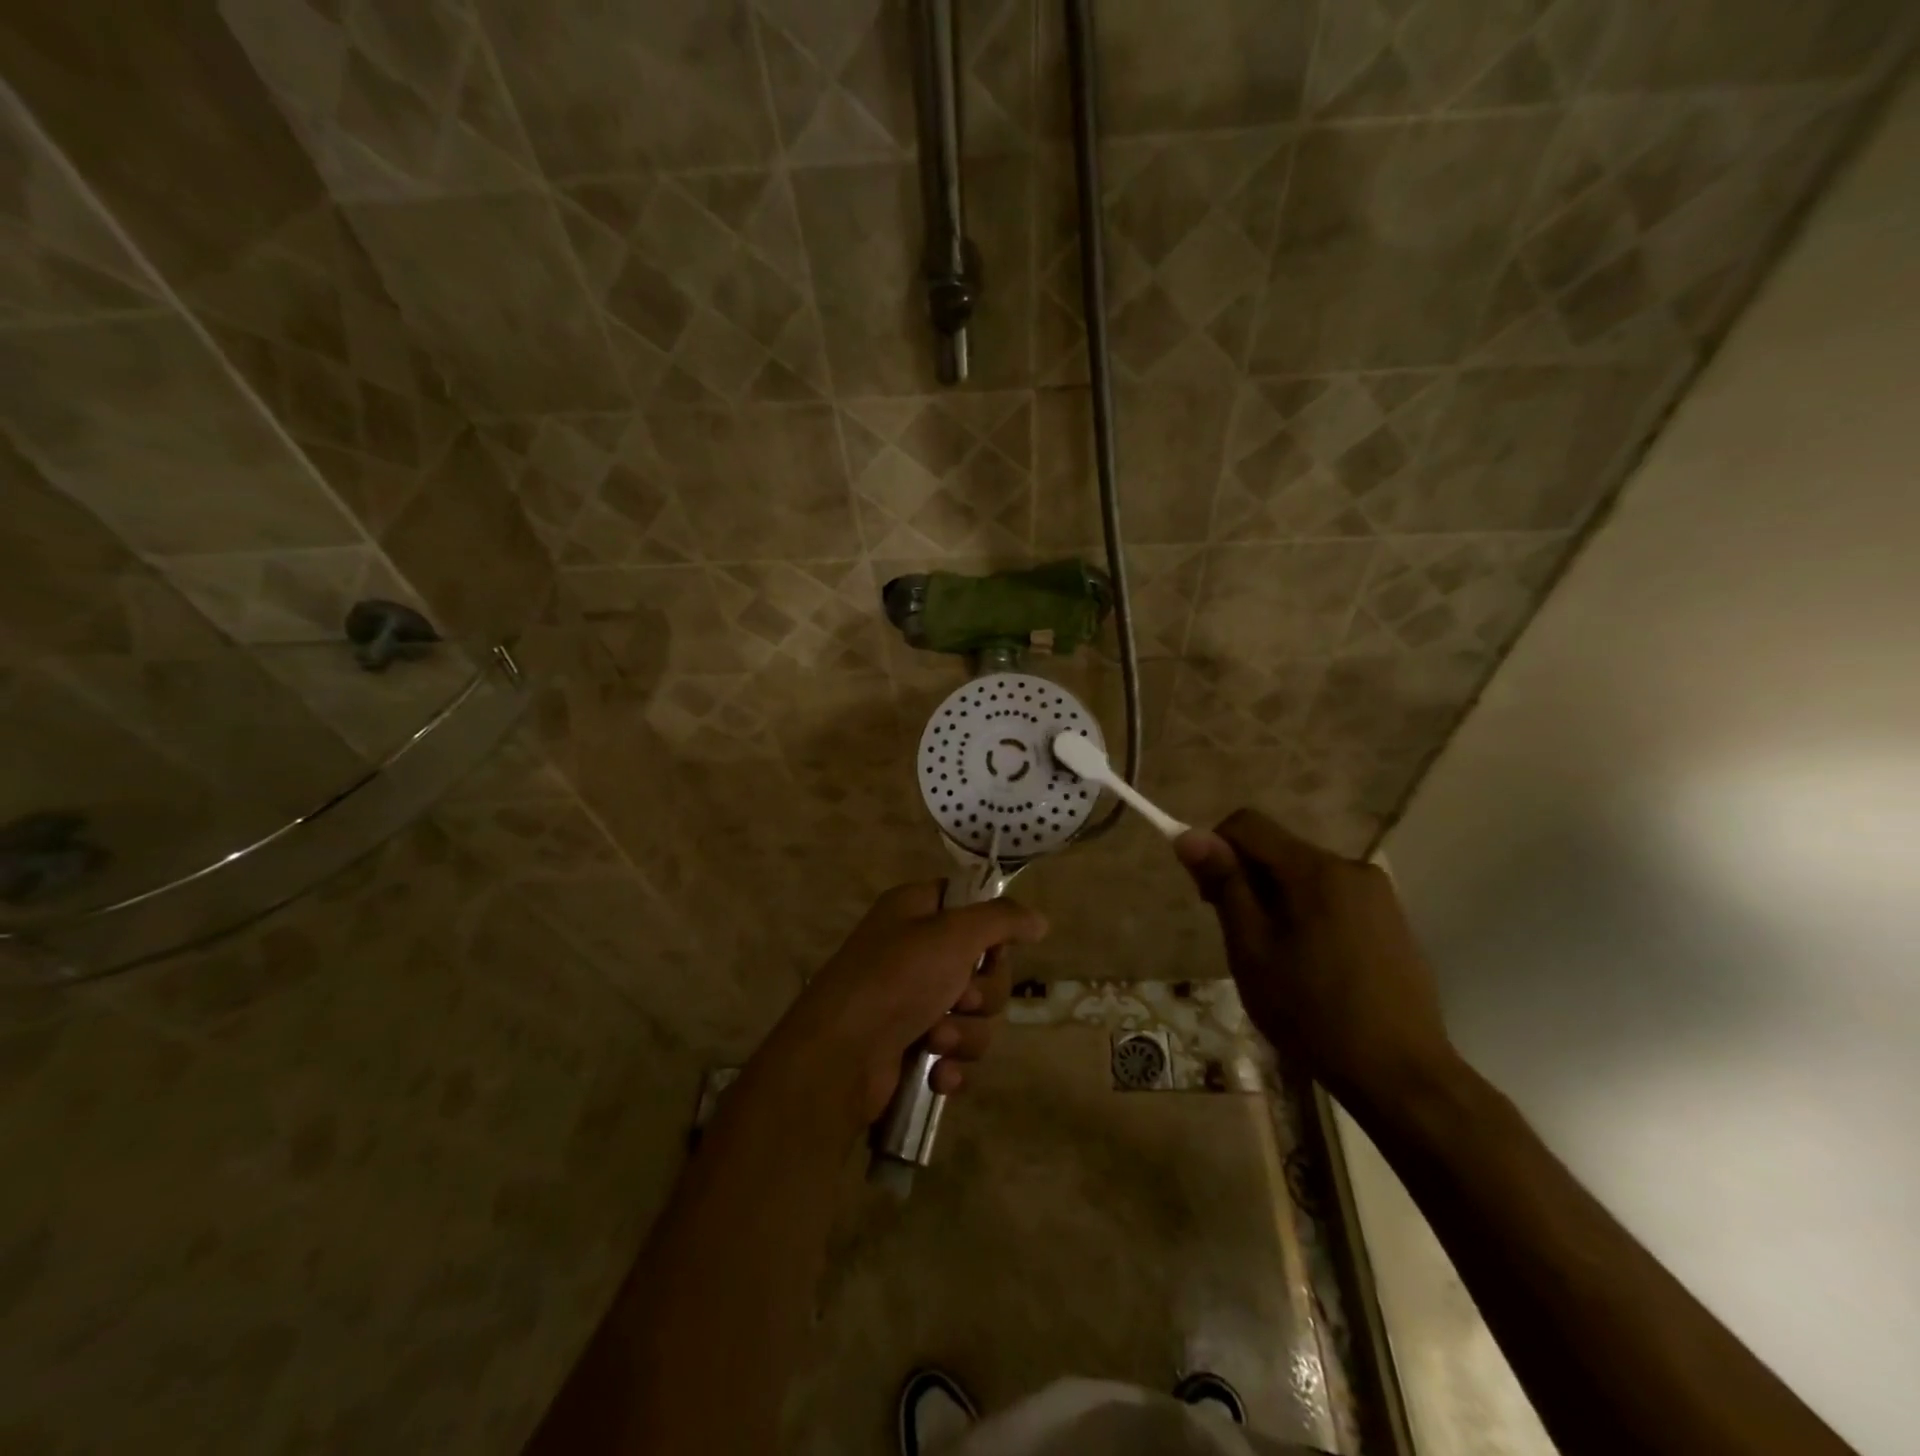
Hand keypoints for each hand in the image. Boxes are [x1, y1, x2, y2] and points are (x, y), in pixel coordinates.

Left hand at [767, 882, 1046, 1124]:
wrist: (839, 1057)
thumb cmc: (896, 979)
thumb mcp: (954, 934)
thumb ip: (1002, 920)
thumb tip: (1039, 921)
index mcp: (915, 911)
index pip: (970, 905)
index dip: (990, 929)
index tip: (992, 949)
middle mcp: (914, 950)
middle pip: (983, 966)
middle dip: (981, 993)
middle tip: (960, 998)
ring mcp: (911, 1001)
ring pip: (975, 1015)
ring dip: (964, 1033)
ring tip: (935, 1041)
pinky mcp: (911, 1047)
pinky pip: (957, 1052)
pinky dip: (952, 1065)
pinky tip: (937, 1075)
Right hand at [1176, 809, 1454, 1108]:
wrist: (1401, 1075)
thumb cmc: (1312, 1012)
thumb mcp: (1252, 949)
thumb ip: (1224, 885)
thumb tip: (1188, 835)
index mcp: (1315, 870)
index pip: (1247, 824)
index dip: (1215, 848)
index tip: (1208, 897)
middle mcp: (1351, 867)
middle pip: (1278, 849)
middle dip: (1247, 879)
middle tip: (1239, 937)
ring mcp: (1378, 894)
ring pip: (1304, 875)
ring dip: (1277, 899)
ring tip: (1276, 959)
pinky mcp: (1392, 919)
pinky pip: (1333, 897)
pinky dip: (1308, 914)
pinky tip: (1312, 965)